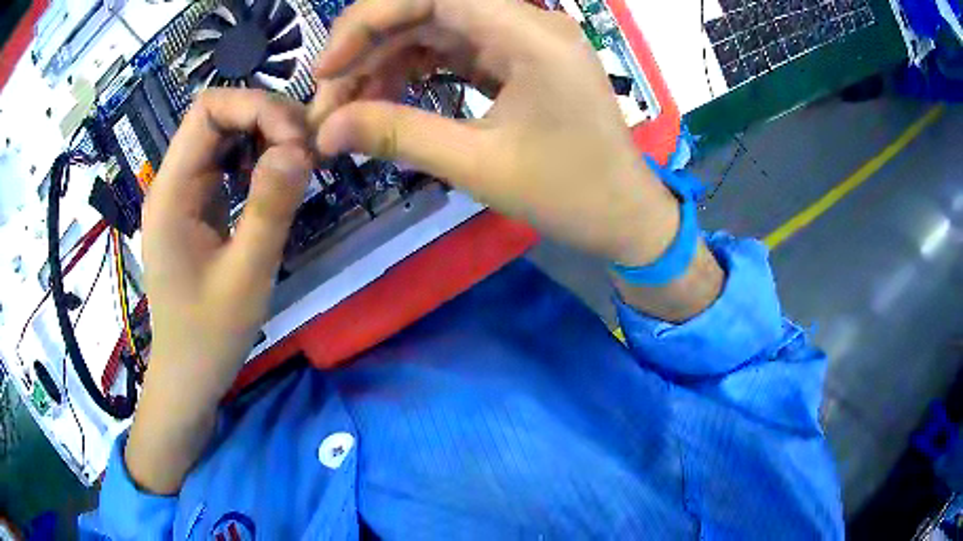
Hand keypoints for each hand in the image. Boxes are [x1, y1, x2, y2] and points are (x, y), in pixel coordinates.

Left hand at [127, 89, 311, 493]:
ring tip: (297, 165)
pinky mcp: (195, 205)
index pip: (208, 109)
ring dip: (264, 137)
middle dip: (266, 119)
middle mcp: (173, 181)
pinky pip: (226, 162)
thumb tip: (300, 148)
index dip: (255, 107)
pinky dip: (256, 159)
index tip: (296, 140)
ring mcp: (183, 192)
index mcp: (172, 192)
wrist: (187, 373)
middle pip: (218, 115)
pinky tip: (275, 181)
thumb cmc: (210, 335)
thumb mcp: (246, 277)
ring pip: (225, 134)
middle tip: (306, 153)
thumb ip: (270, 209)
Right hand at [308, 0, 722, 319]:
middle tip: (330, 101)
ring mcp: (522, 40)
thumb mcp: (479, 166)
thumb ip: (398, 135)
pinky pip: (453, 50)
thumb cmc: (570, 195)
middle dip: (369, 49)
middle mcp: (527, 23)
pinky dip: (414, 72)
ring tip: (350, 109)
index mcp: (529, 35)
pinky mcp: (517, 61)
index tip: (326, 68)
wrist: (626, 217)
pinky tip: (386, 100)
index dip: (368, 21)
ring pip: (435, 29)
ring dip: (385, 62)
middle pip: (428, 8)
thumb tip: (327, 131)